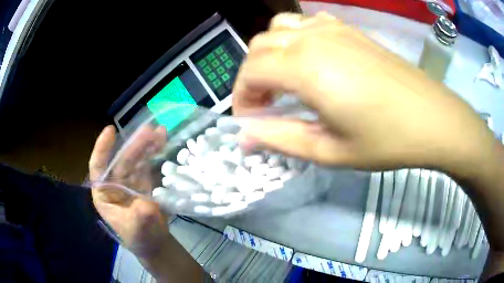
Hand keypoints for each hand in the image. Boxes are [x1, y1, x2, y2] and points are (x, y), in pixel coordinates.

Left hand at [89, 125, 168, 258]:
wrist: (155, 243)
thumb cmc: (139, 238)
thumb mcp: (137, 230)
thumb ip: (140, 217)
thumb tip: (148, 205)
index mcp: (105, 194)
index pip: (98, 168)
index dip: (102, 149)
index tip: (111, 131)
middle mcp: (115, 184)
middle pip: (122, 161)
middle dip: (135, 145)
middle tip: (150, 131)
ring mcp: (130, 182)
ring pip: (136, 160)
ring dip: (146, 145)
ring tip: (160, 132)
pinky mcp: (143, 182)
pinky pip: (147, 165)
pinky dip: (154, 154)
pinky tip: (162, 143)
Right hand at [233, 12, 493, 171]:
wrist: (432, 118)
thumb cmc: (387, 140)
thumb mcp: (331, 152)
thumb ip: (281, 139)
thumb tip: (245, 136)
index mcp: (307, 69)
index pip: (250, 72)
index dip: (241, 97)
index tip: (250, 120)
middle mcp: (313, 39)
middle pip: (258, 46)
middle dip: (251, 77)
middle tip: (264, 105)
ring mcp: (332, 29)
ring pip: (278, 28)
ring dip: (269, 54)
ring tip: (282, 80)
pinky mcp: (348, 29)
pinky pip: (305, 22)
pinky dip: (292, 37)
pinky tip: (308, 58)